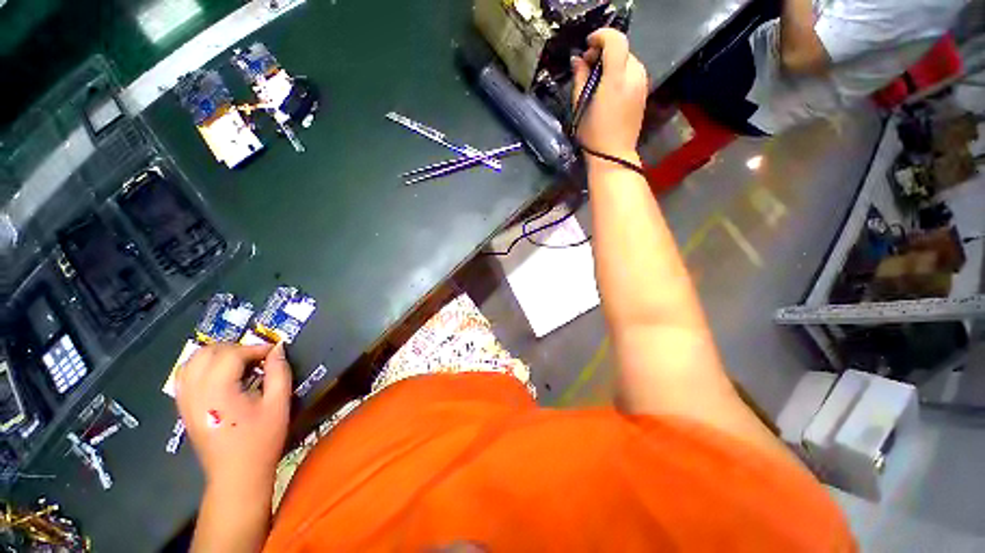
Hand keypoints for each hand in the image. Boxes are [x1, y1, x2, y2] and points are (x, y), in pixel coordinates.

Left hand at [176, 343, 291, 491]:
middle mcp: (195, 391)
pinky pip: (185, 376)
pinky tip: (220, 375)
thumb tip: (278, 349)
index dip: (256, 348)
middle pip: (207, 352)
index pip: (232, 354)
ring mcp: (185, 400)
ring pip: (192, 361)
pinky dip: (202, 366)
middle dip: (235, 348)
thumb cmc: (261, 439)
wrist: (237, 475)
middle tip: (257, 358)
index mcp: (218, 391)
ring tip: (239, 363)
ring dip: (216, 355)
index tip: (274, 352)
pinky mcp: (183, 408)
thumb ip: (279, 372)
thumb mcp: (279, 403)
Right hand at [571, 29, 648, 159]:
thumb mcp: (580, 106)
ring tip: (598, 79)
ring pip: (628, 60)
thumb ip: (580, 77)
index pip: (615, 40)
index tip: (588, 45)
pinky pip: (633, 72)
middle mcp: (634, 76)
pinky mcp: (644, 92)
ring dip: (613, 62)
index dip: (601, 36)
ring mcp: (642, 84)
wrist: (614, 156)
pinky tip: (609, 88)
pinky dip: (621, 72)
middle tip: (589, 66)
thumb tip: (578, 59)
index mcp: (616, 78)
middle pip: (622, 49)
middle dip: (605, 51)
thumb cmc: (593, 135)